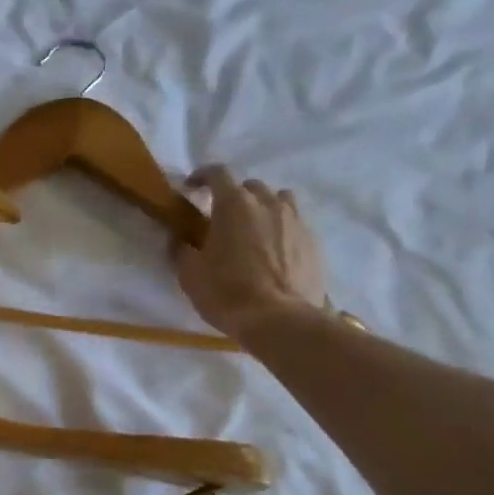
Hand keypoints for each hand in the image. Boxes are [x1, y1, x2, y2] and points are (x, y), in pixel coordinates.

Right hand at [176, 166, 330, 338]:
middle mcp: (268, 203)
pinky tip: (274, 253)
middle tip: (222, 219)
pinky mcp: (313, 242)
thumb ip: (182, 250)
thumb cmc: (227, 293)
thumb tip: (180, 239)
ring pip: (278, 201)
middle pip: (250, 187)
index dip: (202, 176)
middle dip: (234, 197)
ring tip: (254, 231)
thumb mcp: (190, 274)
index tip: (192, 187)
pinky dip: (281, 231)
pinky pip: (295, 225)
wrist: (280, 321)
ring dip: (263, 209)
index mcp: (234, 204)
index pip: (217, 173)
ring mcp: (295, 221)